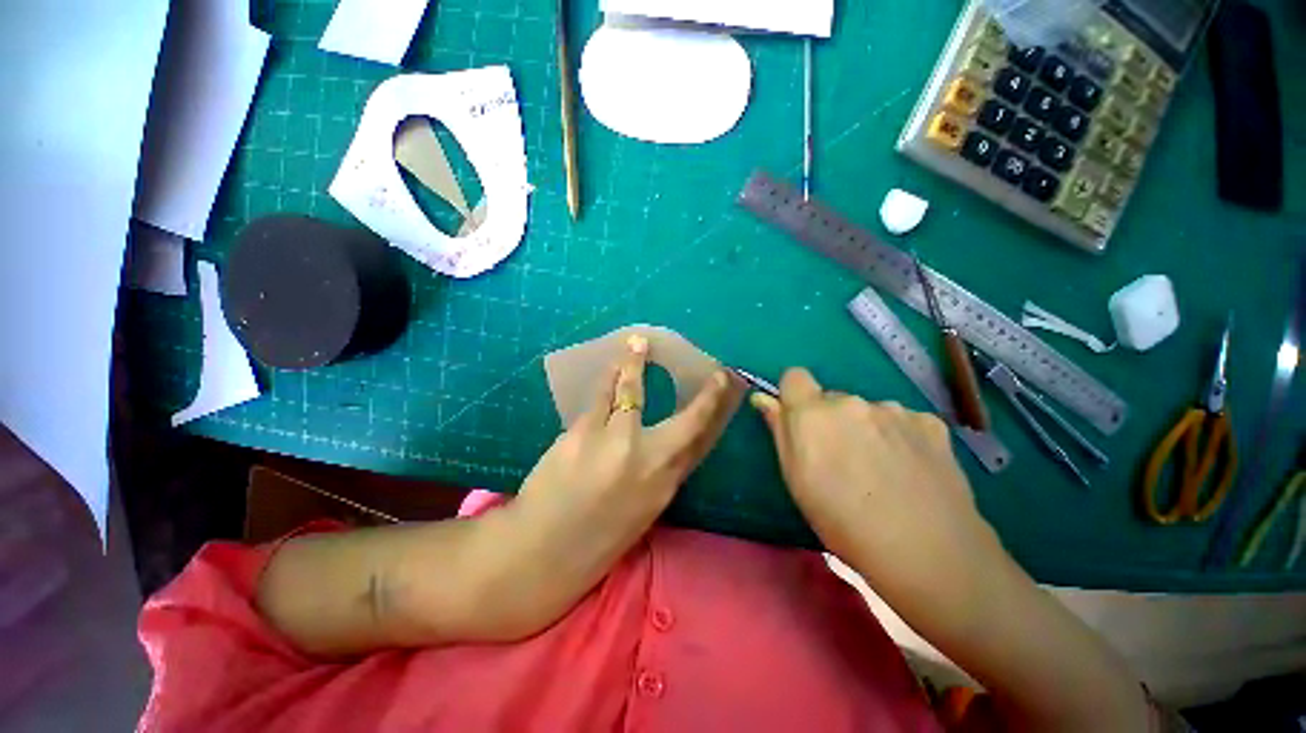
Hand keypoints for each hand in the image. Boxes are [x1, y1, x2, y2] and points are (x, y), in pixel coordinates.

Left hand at [516, 334, 741, 564]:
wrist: (542, 556)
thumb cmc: (594, 539)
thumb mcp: (640, 511)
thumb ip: (658, 475)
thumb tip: (668, 444)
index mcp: (665, 486)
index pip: (700, 441)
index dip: (715, 412)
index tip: (723, 388)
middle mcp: (649, 462)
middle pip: (687, 420)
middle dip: (705, 394)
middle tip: (714, 370)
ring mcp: (616, 444)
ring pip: (634, 392)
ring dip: (636, 364)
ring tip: (638, 342)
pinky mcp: (584, 434)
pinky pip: (602, 397)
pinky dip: (608, 378)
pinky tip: (611, 365)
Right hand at [751, 368, 1004, 594]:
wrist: (928, 551)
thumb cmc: (843, 522)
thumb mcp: (796, 480)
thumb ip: (779, 430)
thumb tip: (764, 398)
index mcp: (813, 414)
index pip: (794, 376)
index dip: (794, 396)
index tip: (801, 423)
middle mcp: (851, 401)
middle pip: (832, 398)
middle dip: (831, 420)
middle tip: (843, 460)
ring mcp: (894, 409)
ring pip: (867, 410)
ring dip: (866, 428)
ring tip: (881, 470)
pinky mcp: (929, 422)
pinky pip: (902, 420)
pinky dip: (900, 436)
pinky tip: (910, 468)